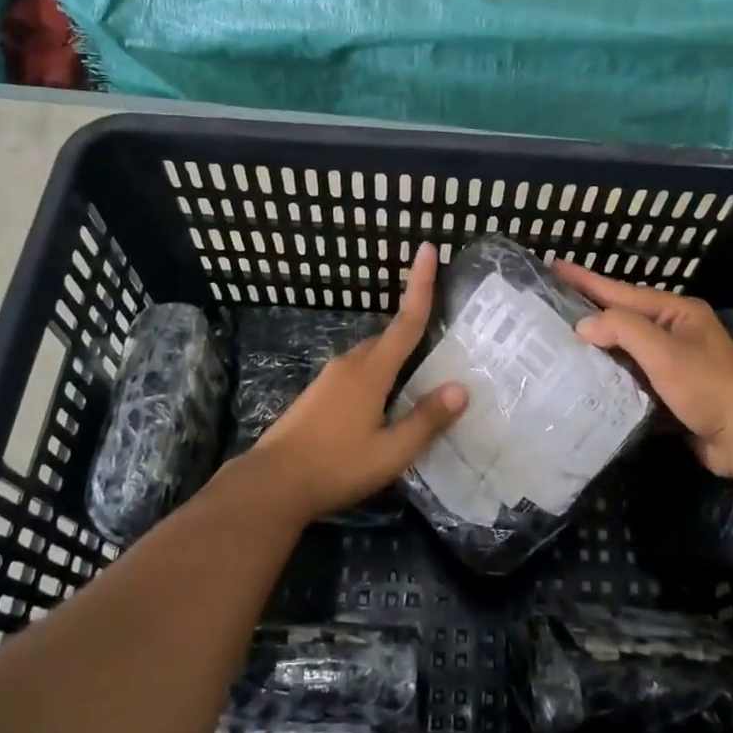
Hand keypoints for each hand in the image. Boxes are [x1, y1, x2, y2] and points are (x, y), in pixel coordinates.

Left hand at [242, 243, 466, 521]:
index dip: (421, 285)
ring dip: (394, 361)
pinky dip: (376, 377)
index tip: (429, 249)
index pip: (406, 321)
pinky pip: (356, 373)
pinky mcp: (317, 395)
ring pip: (371, 358)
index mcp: (371, 372)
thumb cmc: (336, 466)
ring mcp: (329, 378)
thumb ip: (426, 420)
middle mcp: (350, 365)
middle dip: (412, 333)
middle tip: (441, 344)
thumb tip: (461, 389)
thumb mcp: (391, 452)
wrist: (272, 483)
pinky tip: (382, 406)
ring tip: (417, 383)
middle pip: (388, 339)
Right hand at [554, 261, 732, 476]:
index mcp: (677, 312)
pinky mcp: (670, 391)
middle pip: (623, 318)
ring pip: (625, 349)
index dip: (587, 280)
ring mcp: (674, 362)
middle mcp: (675, 331)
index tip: (554, 266)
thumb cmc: (708, 387)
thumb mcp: (664, 352)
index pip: (622, 292)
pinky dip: (610, 375)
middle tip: (549, 306)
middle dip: (588, 313)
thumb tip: (584, 325)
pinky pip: (632, 375)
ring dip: (596, 347)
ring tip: (558, 342)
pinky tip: (584, 378)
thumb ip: (623, 330)